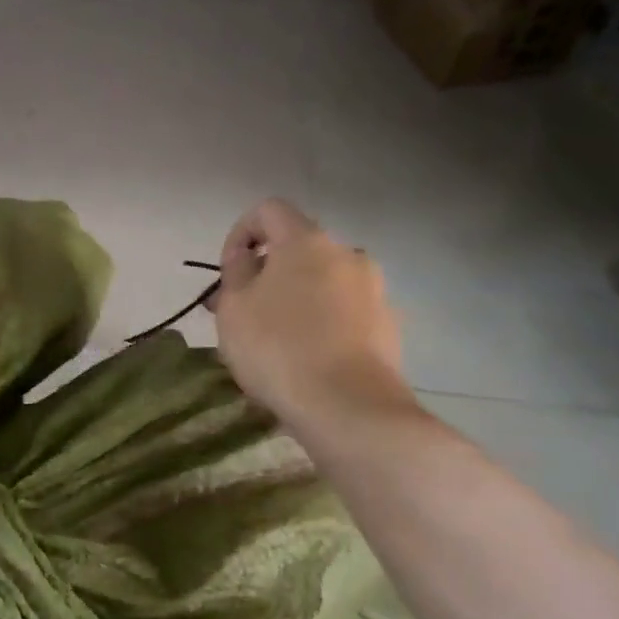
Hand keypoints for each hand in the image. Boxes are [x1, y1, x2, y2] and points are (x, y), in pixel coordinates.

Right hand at [211, 198, 418, 429]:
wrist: (349, 408)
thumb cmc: (278, 349)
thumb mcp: (234, 309)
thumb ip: (235, 272)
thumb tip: (246, 258)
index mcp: (307, 241)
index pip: (269, 210)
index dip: (241, 232)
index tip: (229, 272)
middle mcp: (348, 254)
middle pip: (299, 250)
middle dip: (269, 274)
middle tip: (245, 312)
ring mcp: (374, 290)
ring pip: (323, 283)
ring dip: (297, 300)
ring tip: (275, 341)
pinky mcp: (389, 327)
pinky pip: (344, 313)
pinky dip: (323, 324)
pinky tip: (307, 360)